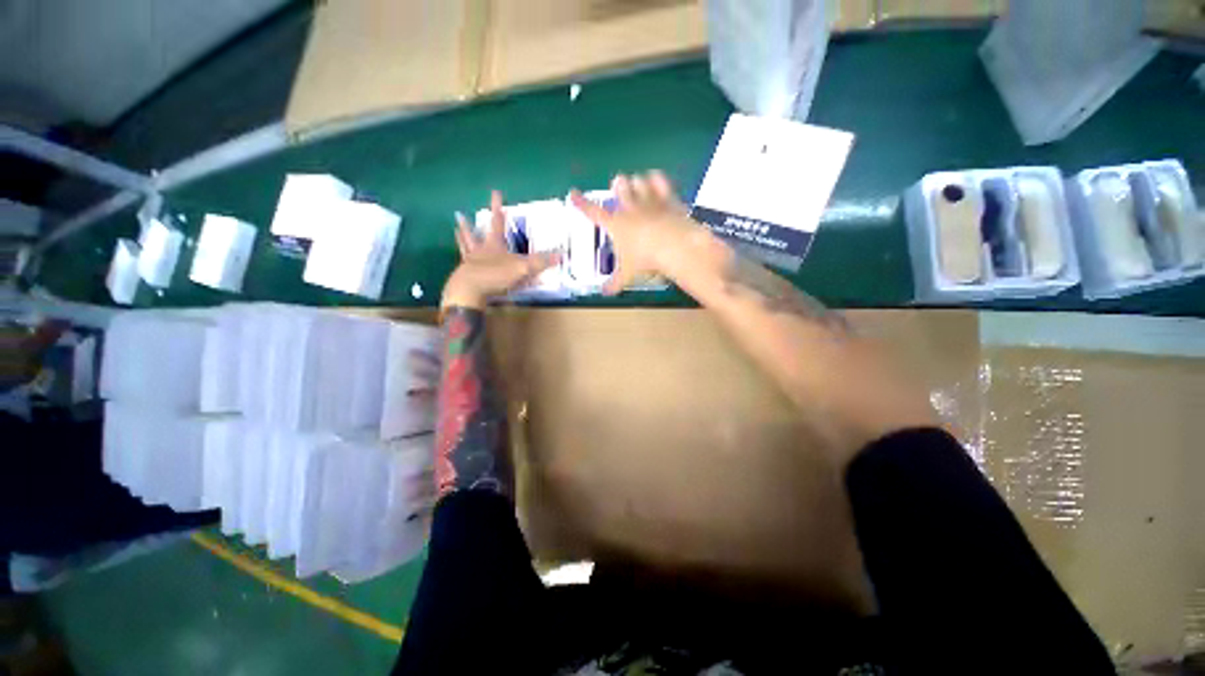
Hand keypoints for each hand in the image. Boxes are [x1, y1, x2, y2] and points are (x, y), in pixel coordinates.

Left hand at [443, 190, 559, 308]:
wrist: (470, 291)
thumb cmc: (495, 274)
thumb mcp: (522, 268)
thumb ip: (540, 262)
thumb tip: (562, 254)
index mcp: (494, 244)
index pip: (497, 222)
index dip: (498, 208)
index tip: (496, 193)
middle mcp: (480, 250)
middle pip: (474, 234)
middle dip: (470, 224)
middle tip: (461, 214)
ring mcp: (470, 263)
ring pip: (465, 247)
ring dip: (461, 238)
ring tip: (456, 229)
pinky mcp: (465, 277)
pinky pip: (464, 265)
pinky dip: (463, 262)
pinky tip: (461, 262)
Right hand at [570, 171, 706, 294]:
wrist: (674, 246)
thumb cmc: (645, 260)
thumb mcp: (628, 274)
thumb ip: (615, 282)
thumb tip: (604, 293)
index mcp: (615, 224)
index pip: (592, 211)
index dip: (581, 203)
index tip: (573, 194)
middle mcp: (629, 208)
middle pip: (619, 187)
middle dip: (618, 185)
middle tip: (618, 186)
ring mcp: (649, 200)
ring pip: (638, 181)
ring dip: (636, 182)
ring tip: (637, 184)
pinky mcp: (667, 198)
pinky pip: (659, 181)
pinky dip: (656, 179)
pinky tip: (655, 180)